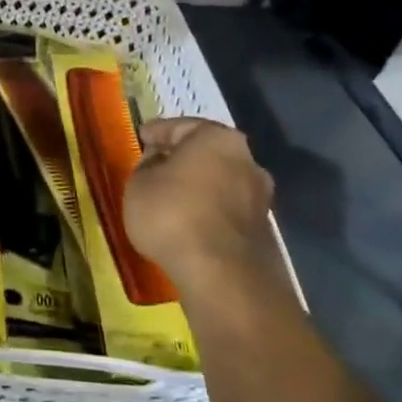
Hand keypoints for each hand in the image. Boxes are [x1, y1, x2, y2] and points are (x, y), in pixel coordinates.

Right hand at [122, 118, 280, 306]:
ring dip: (198, 187)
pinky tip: (188, 223)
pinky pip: (226, 209)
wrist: (221, 274)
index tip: (140, 138)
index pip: (180, 126)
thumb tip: (158, 162)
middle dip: (181, 159)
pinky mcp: (263, 230)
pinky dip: (208, 211)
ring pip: (219, 182)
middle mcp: (247, 161)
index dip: (156, 133)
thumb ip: (147, 165)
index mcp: (217, 139)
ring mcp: (260, 197)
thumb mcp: (139, 183)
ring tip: (171, 199)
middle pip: (206, 153)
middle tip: (155, 167)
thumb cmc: (172, 214)